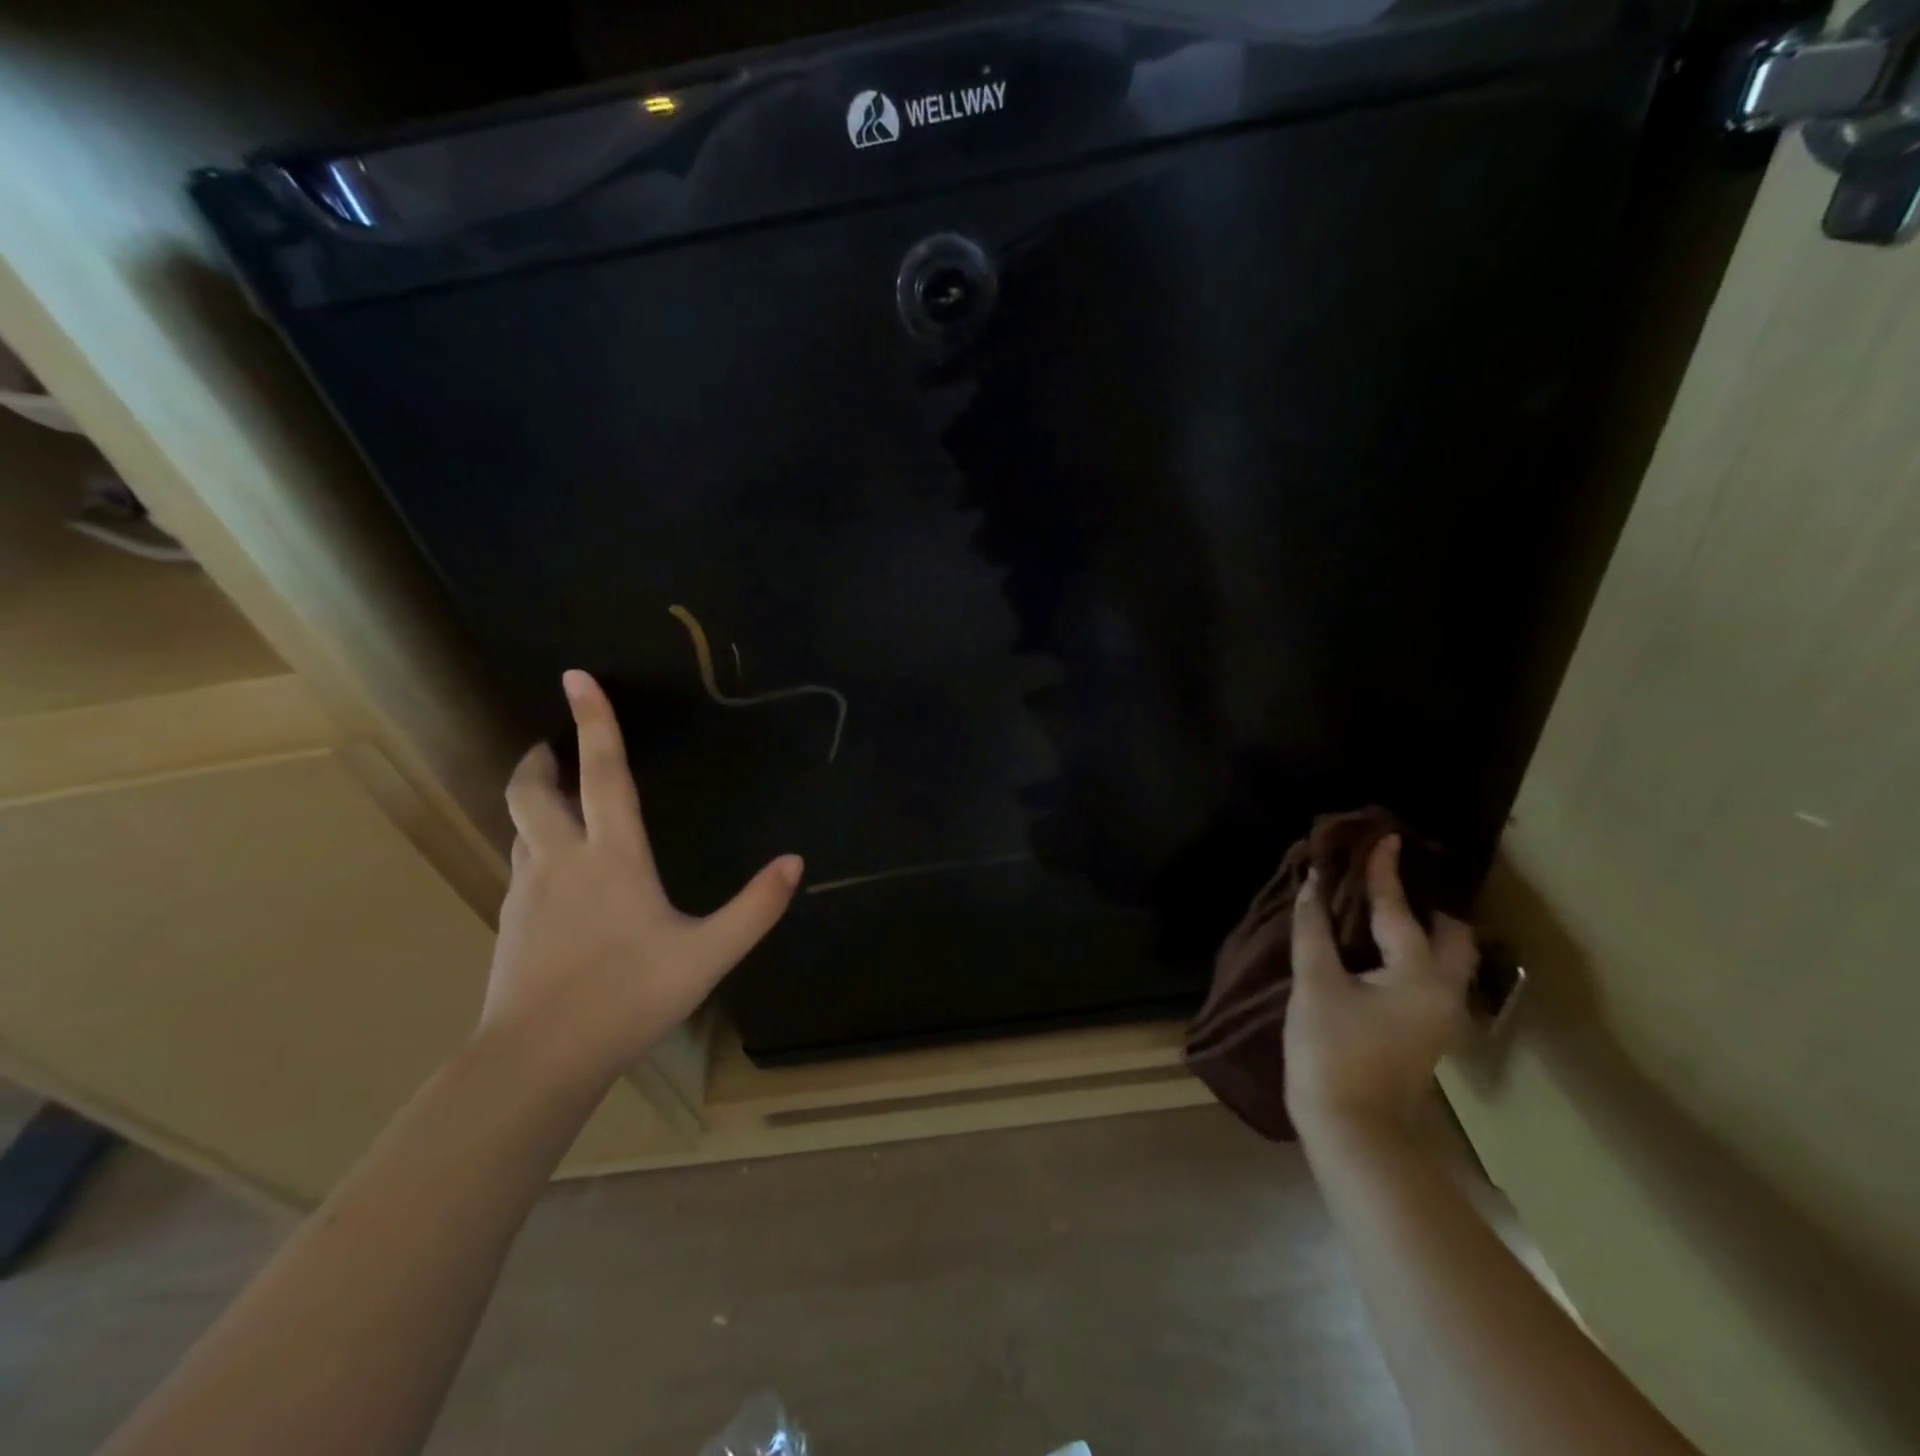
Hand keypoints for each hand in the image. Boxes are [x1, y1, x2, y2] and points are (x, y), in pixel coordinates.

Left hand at [478, 669, 802, 1087]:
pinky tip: (557, 873)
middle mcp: (562, 859)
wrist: (538, 1059)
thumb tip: (794, 862)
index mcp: (612, 856)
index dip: (594, 722)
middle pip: (532, 791)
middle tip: (551, 745)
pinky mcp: (511, 921)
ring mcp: (528, 890)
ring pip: (520, 826)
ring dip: (534, 800)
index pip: (602, 773)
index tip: (576, 677)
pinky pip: (522, 863)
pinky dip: (536, 845)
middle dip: (540, 759)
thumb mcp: (708, 954)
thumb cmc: (628, 997)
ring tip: (557, 799)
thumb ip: (756, 907)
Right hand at [1285, 835, 1475, 1140]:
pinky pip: (1432, 977)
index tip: (1384, 836)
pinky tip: (1379, 952)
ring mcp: (1442, 1017)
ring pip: (1448, 960)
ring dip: (1423, 931)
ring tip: (1383, 913)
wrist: (1352, 1128)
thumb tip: (1311, 884)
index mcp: (1420, 975)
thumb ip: (1314, 930)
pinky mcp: (1427, 1033)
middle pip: (1453, 936)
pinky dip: (1414, 954)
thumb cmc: (1331, 1050)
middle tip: (1388, 884)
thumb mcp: (1315, 984)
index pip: (1399, 910)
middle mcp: (1445, 992)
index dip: (1385, 871)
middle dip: (1426, 905)